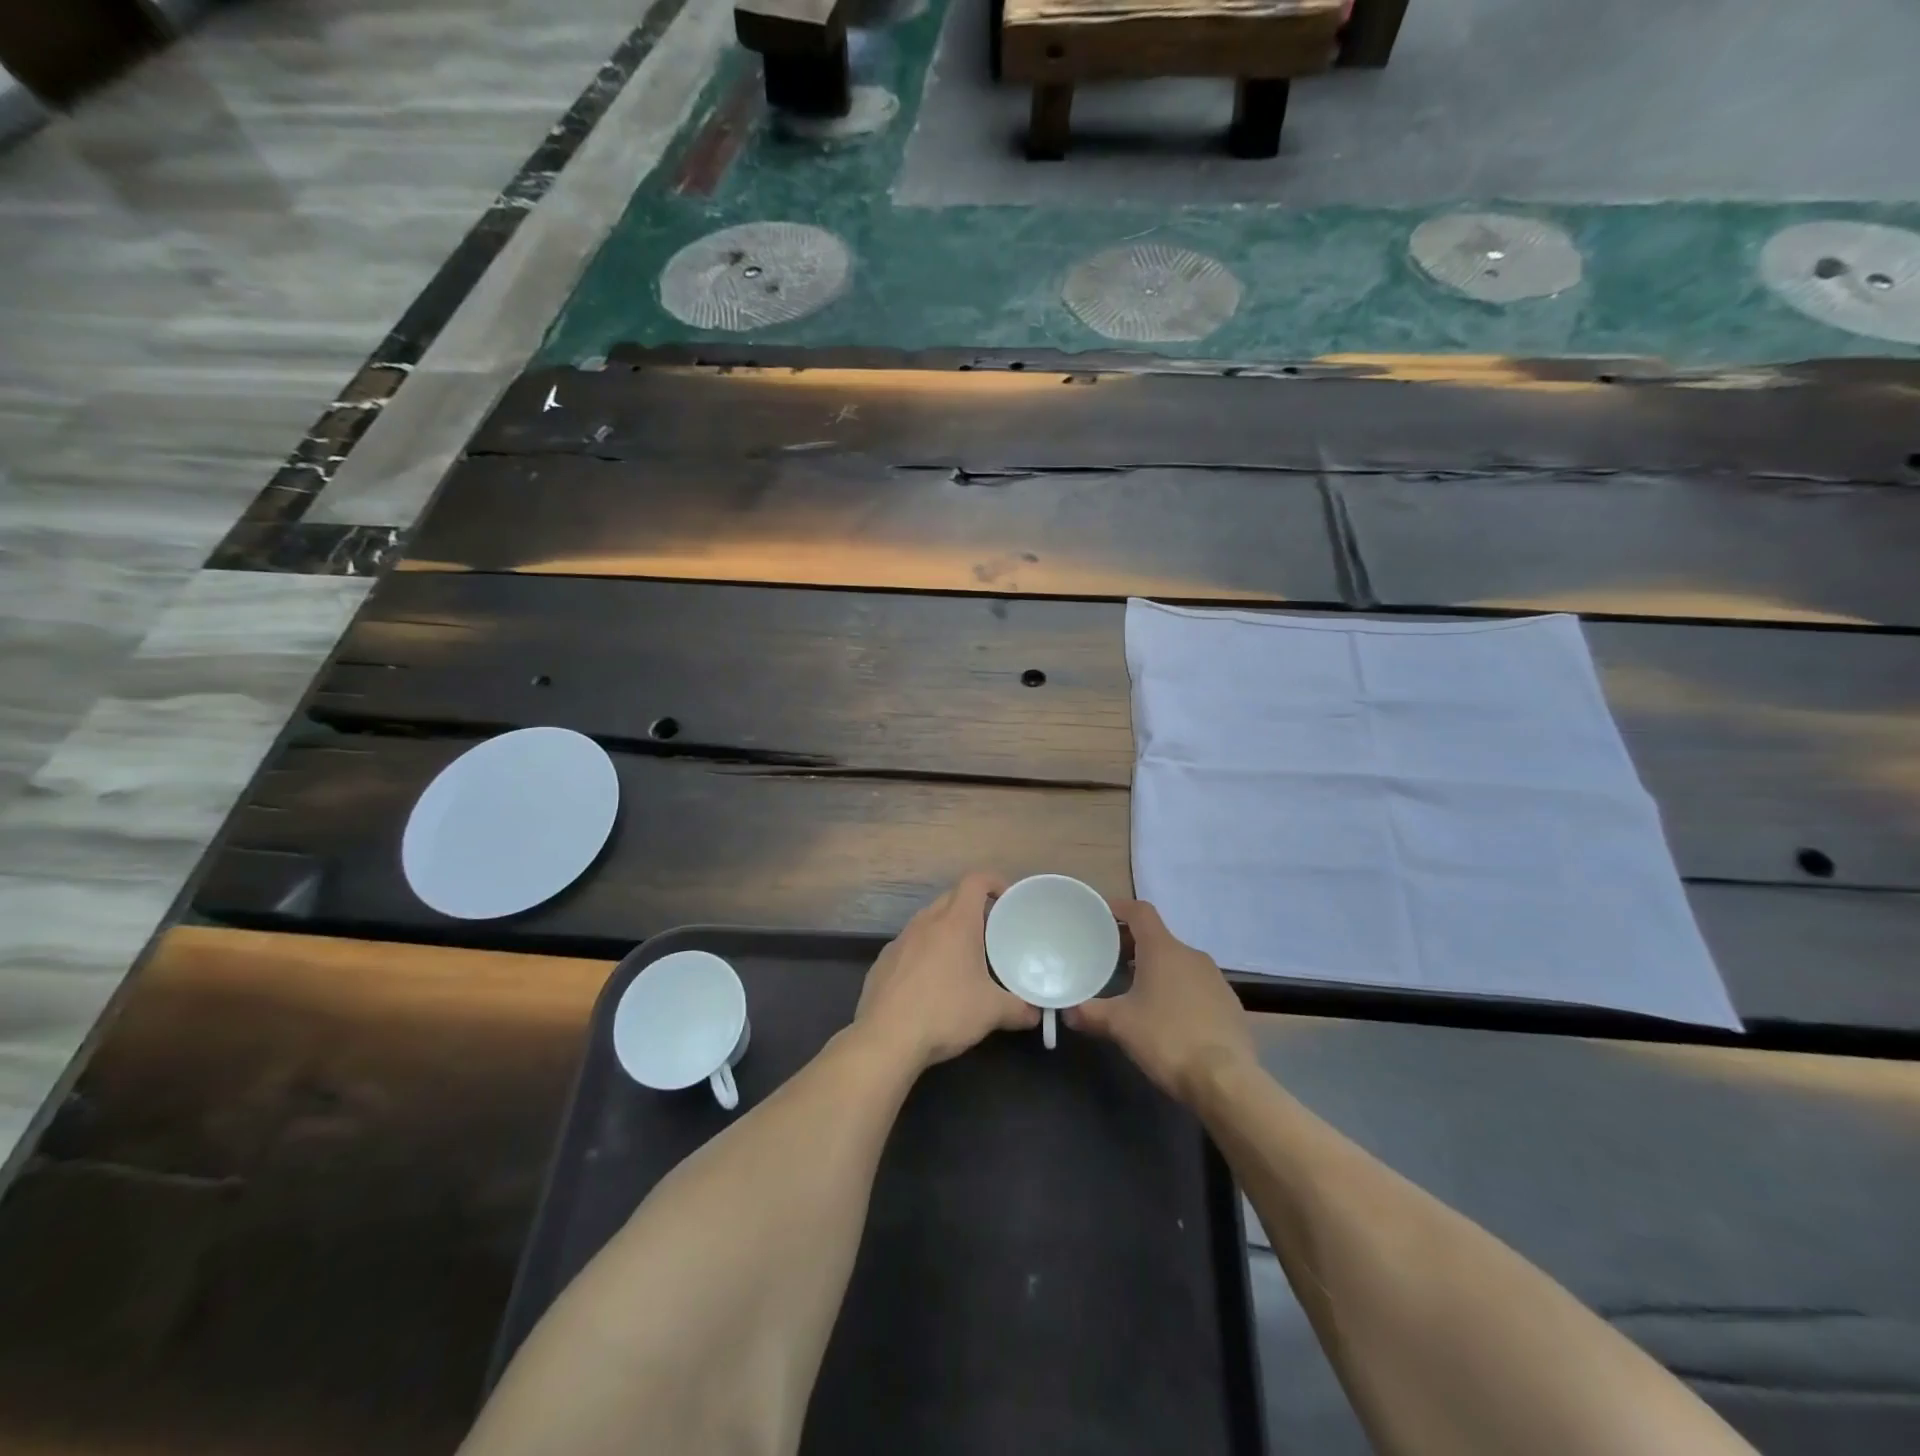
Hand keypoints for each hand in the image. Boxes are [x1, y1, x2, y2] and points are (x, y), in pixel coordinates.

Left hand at [855, 872, 1039, 1071]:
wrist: (887, 1038)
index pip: (975, 880)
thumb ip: (1019, 1008)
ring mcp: (900, 940)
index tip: (1007, 900)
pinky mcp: (884, 960)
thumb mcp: (991, 1012)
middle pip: (952, 898)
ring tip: (963, 958)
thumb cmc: (945, 1013)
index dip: (994, 882)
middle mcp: (926, 922)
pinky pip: (910, 944)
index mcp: (955, 922)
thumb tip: (1035, 1013)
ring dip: (947, 930)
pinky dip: (925, 952)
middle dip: (973, 908)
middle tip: (991, 933)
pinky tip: (931, 982)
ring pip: (929, 921)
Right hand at [1065, 898, 1254, 1103]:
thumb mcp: (1120, 1025)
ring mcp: (1215, 979)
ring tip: (1134, 988)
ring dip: (1155, 968)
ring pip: (1178, 962)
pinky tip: (1167, 1015)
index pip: (1140, 912)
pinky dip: (1177, 989)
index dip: (1119, 908)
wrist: (1226, 1080)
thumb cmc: (1167, 1038)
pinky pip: (1196, 985)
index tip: (1100, 914)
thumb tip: (1067, 1011)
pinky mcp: (1229, 1003)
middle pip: (1157, 937)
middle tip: (1108, 959)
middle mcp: (1192, 955)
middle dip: (1132, 944)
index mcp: (1163, 949)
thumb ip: (1090, 1013)